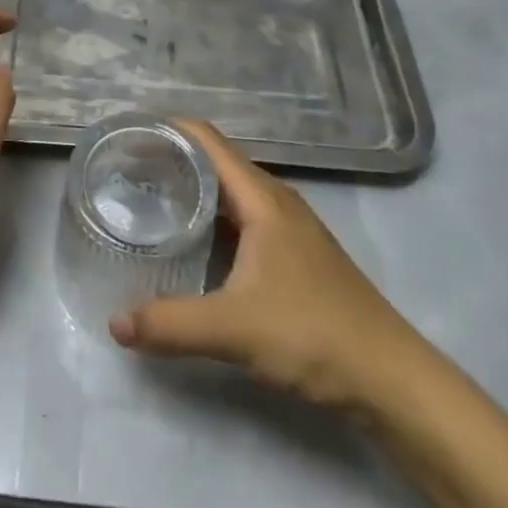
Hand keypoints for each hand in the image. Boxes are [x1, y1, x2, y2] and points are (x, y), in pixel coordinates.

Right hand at [110, 119, 427, 415]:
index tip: (129, 132)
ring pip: (231, 192)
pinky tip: (193, 242)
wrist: (391, 380)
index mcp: (262, 197)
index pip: (208, 140)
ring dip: (194, 189)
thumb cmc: (313, 334)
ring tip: (150, 198)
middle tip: (127, 168)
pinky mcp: (296, 255)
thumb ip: (171, 324)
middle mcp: (276, 201)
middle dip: (173, 158)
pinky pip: (243, 218)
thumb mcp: (234, 330)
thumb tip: (115, 323)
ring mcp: (289, 228)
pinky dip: (213, 217)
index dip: (169, 128)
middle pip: (216, 162)